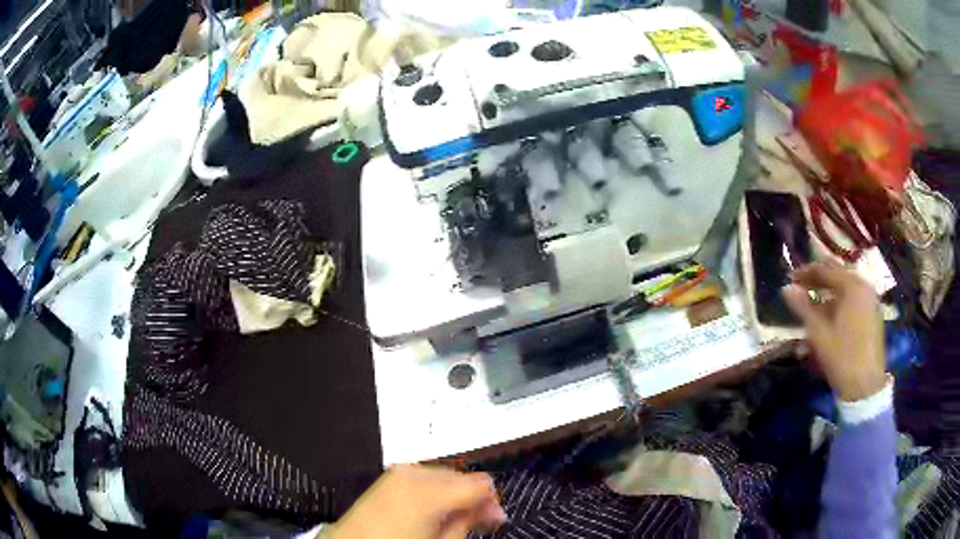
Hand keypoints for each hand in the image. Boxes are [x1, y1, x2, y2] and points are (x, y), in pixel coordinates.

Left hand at [326, 465, 505, 538]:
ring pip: (446, 473)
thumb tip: (493, 510)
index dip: (492, 501)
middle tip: (479, 519)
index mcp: (428, 493)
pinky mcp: (392, 474)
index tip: (495, 517)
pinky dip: (438, 488)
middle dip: (475, 496)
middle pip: (463, 475)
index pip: (479, 484)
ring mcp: (401, 471)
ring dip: (457, 492)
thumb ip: (468, 521)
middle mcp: (415, 474)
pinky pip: (426, 475)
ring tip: (455, 515)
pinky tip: (435, 507)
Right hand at [782, 262, 885, 401]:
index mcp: (852, 286)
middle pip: (838, 276)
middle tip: (801, 288)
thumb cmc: (842, 357)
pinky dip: (839, 304)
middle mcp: (864, 287)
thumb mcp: (819, 333)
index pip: (826, 270)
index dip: (806, 273)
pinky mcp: (872, 315)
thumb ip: (803, 308)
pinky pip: (853, 301)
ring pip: (845, 290)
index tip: (790, 279)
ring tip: (812, 306)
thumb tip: (786, 288)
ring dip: (827, 295)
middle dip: (818, 281)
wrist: (865, 386)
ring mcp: (870, 301)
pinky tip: (828, 318)